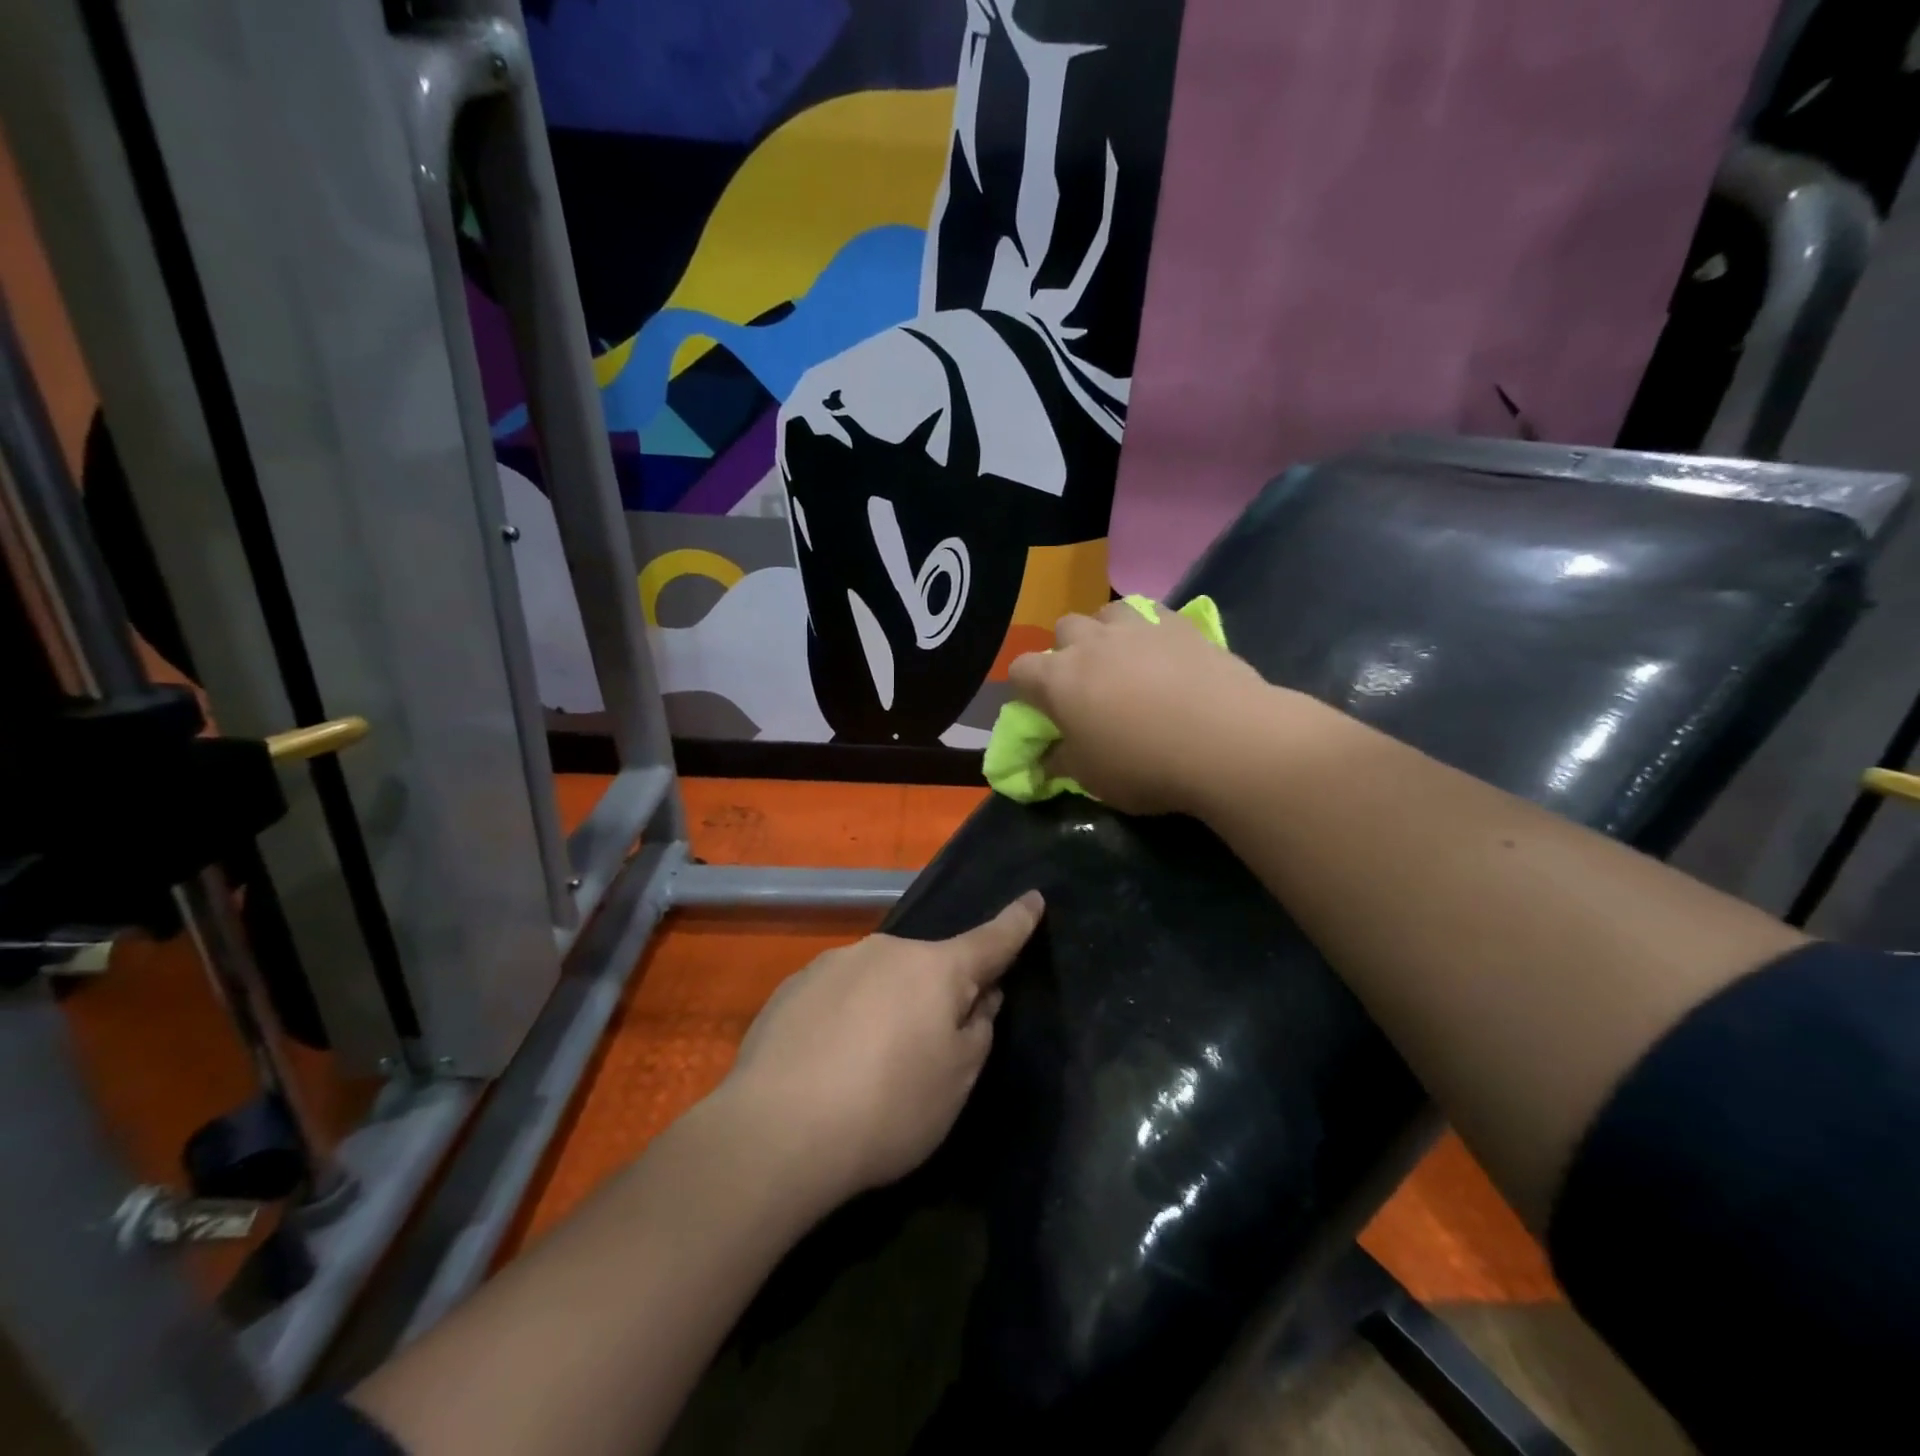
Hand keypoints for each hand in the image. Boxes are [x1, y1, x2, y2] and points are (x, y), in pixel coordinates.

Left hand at [718, 892, 1043, 1202]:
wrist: (777, 1132)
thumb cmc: (889, 1107)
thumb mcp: (956, 1080)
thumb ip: (978, 1029)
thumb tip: (981, 995)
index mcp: (936, 968)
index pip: (990, 940)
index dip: (1016, 923)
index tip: (1035, 897)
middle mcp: (886, 950)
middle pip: (928, 968)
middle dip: (937, 995)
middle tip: (927, 1052)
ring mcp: (834, 963)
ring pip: (879, 980)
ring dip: (887, 1008)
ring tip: (867, 1069)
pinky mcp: (793, 986)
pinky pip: (838, 997)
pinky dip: (845, 1020)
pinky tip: (828, 1065)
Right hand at [1007, 602, 1275, 814]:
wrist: (1225, 741)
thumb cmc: (1144, 765)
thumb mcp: (1091, 779)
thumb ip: (1061, 762)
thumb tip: (1046, 759)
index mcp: (1058, 680)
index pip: (1020, 670)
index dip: (1025, 689)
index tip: (1041, 710)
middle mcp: (1091, 644)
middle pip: (1063, 629)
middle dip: (1067, 651)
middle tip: (1086, 684)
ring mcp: (1138, 628)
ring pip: (1107, 612)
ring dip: (1107, 632)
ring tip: (1124, 660)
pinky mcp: (1180, 625)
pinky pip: (1153, 614)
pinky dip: (1150, 630)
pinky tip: (1165, 654)